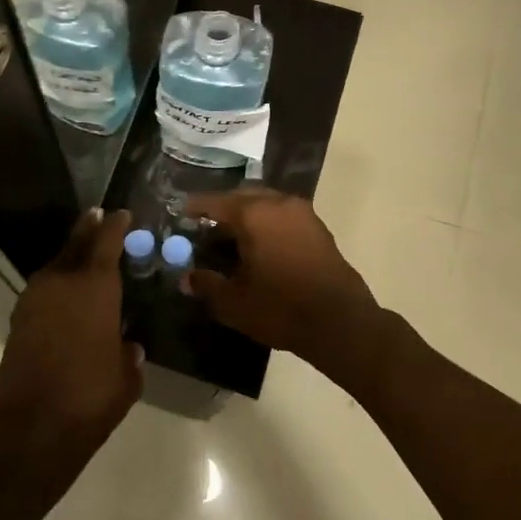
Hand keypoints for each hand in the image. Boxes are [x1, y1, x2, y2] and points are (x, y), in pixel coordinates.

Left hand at [0, 208, 143, 454]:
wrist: (30, 428)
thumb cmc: (90, 398)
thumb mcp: (126, 378)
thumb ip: (128, 355)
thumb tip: (127, 347)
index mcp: (94, 287)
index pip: (106, 242)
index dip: (115, 225)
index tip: (122, 213)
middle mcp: (62, 283)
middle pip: (75, 244)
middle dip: (88, 229)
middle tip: (99, 216)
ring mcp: (34, 299)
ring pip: (56, 265)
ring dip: (70, 256)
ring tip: (85, 253)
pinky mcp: (19, 320)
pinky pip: (43, 289)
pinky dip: (56, 283)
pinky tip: (66, 294)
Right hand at [180, 189, 384, 379]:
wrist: (340, 322)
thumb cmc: (280, 308)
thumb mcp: (233, 302)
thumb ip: (206, 285)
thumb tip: (187, 278)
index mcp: (253, 214)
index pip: (215, 202)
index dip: (195, 208)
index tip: (180, 212)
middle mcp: (278, 204)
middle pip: (242, 197)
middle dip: (222, 209)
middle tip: (205, 226)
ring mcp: (302, 214)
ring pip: (265, 204)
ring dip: (246, 215)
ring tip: (231, 237)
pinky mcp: (318, 228)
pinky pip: (283, 215)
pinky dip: (266, 223)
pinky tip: (259, 246)